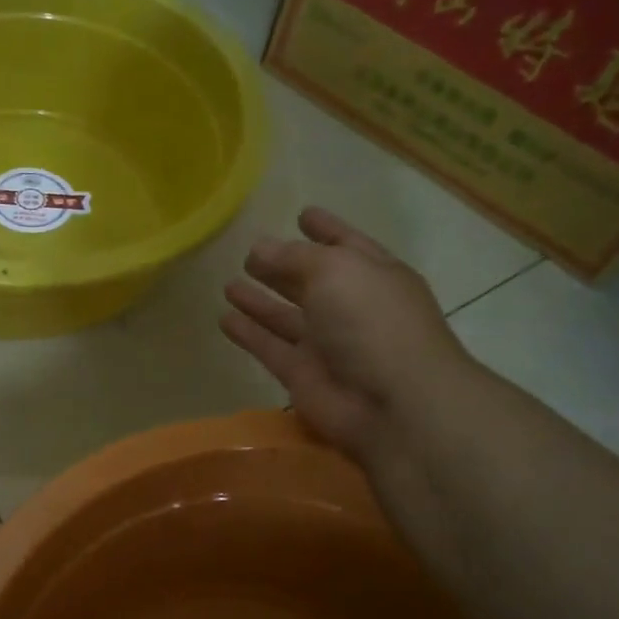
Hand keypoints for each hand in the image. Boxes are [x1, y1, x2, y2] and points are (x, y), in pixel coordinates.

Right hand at [222, 206, 475, 461]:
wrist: (393, 403)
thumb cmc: (372, 321)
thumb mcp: (335, 269)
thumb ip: (293, 256)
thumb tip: (259, 248)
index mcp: (372, 275)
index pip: (345, 244)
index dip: (325, 228)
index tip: (302, 214)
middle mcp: (350, 307)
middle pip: (310, 281)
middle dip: (283, 267)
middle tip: (250, 254)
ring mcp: (326, 344)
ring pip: (285, 316)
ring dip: (259, 301)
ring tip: (229, 284)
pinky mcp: (302, 375)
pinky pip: (269, 348)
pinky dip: (248, 334)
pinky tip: (224, 319)